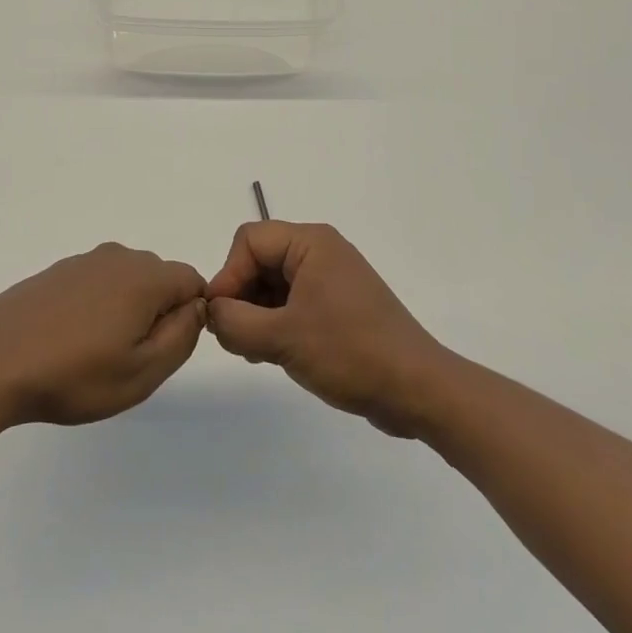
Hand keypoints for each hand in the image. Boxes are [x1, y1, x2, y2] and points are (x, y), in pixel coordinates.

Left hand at [0, 243, 206, 426]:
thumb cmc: (74, 374)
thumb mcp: (142, 371)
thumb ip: (182, 336)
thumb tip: (196, 307)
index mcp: (144, 276)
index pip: (192, 281)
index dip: (187, 317)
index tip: (162, 350)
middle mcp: (117, 257)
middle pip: (159, 279)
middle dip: (156, 314)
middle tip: (128, 359)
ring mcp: (83, 261)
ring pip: (125, 282)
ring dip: (124, 312)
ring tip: (95, 354)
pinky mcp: (57, 272)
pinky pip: (95, 284)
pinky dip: (95, 308)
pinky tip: (70, 340)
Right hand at [205, 221, 447, 436]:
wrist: (419, 391)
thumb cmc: (350, 353)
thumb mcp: (282, 338)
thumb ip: (234, 322)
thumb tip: (212, 312)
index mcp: (311, 243)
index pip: (248, 241)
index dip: (228, 275)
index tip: (221, 318)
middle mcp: (321, 252)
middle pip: (259, 260)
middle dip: (241, 296)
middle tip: (236, 339)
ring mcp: (331, 279)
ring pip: (273, 283)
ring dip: (256, 313)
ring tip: (255, 351)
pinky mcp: (338, 306)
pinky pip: (293, 301)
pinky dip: (276, 322)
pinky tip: (273, 353)